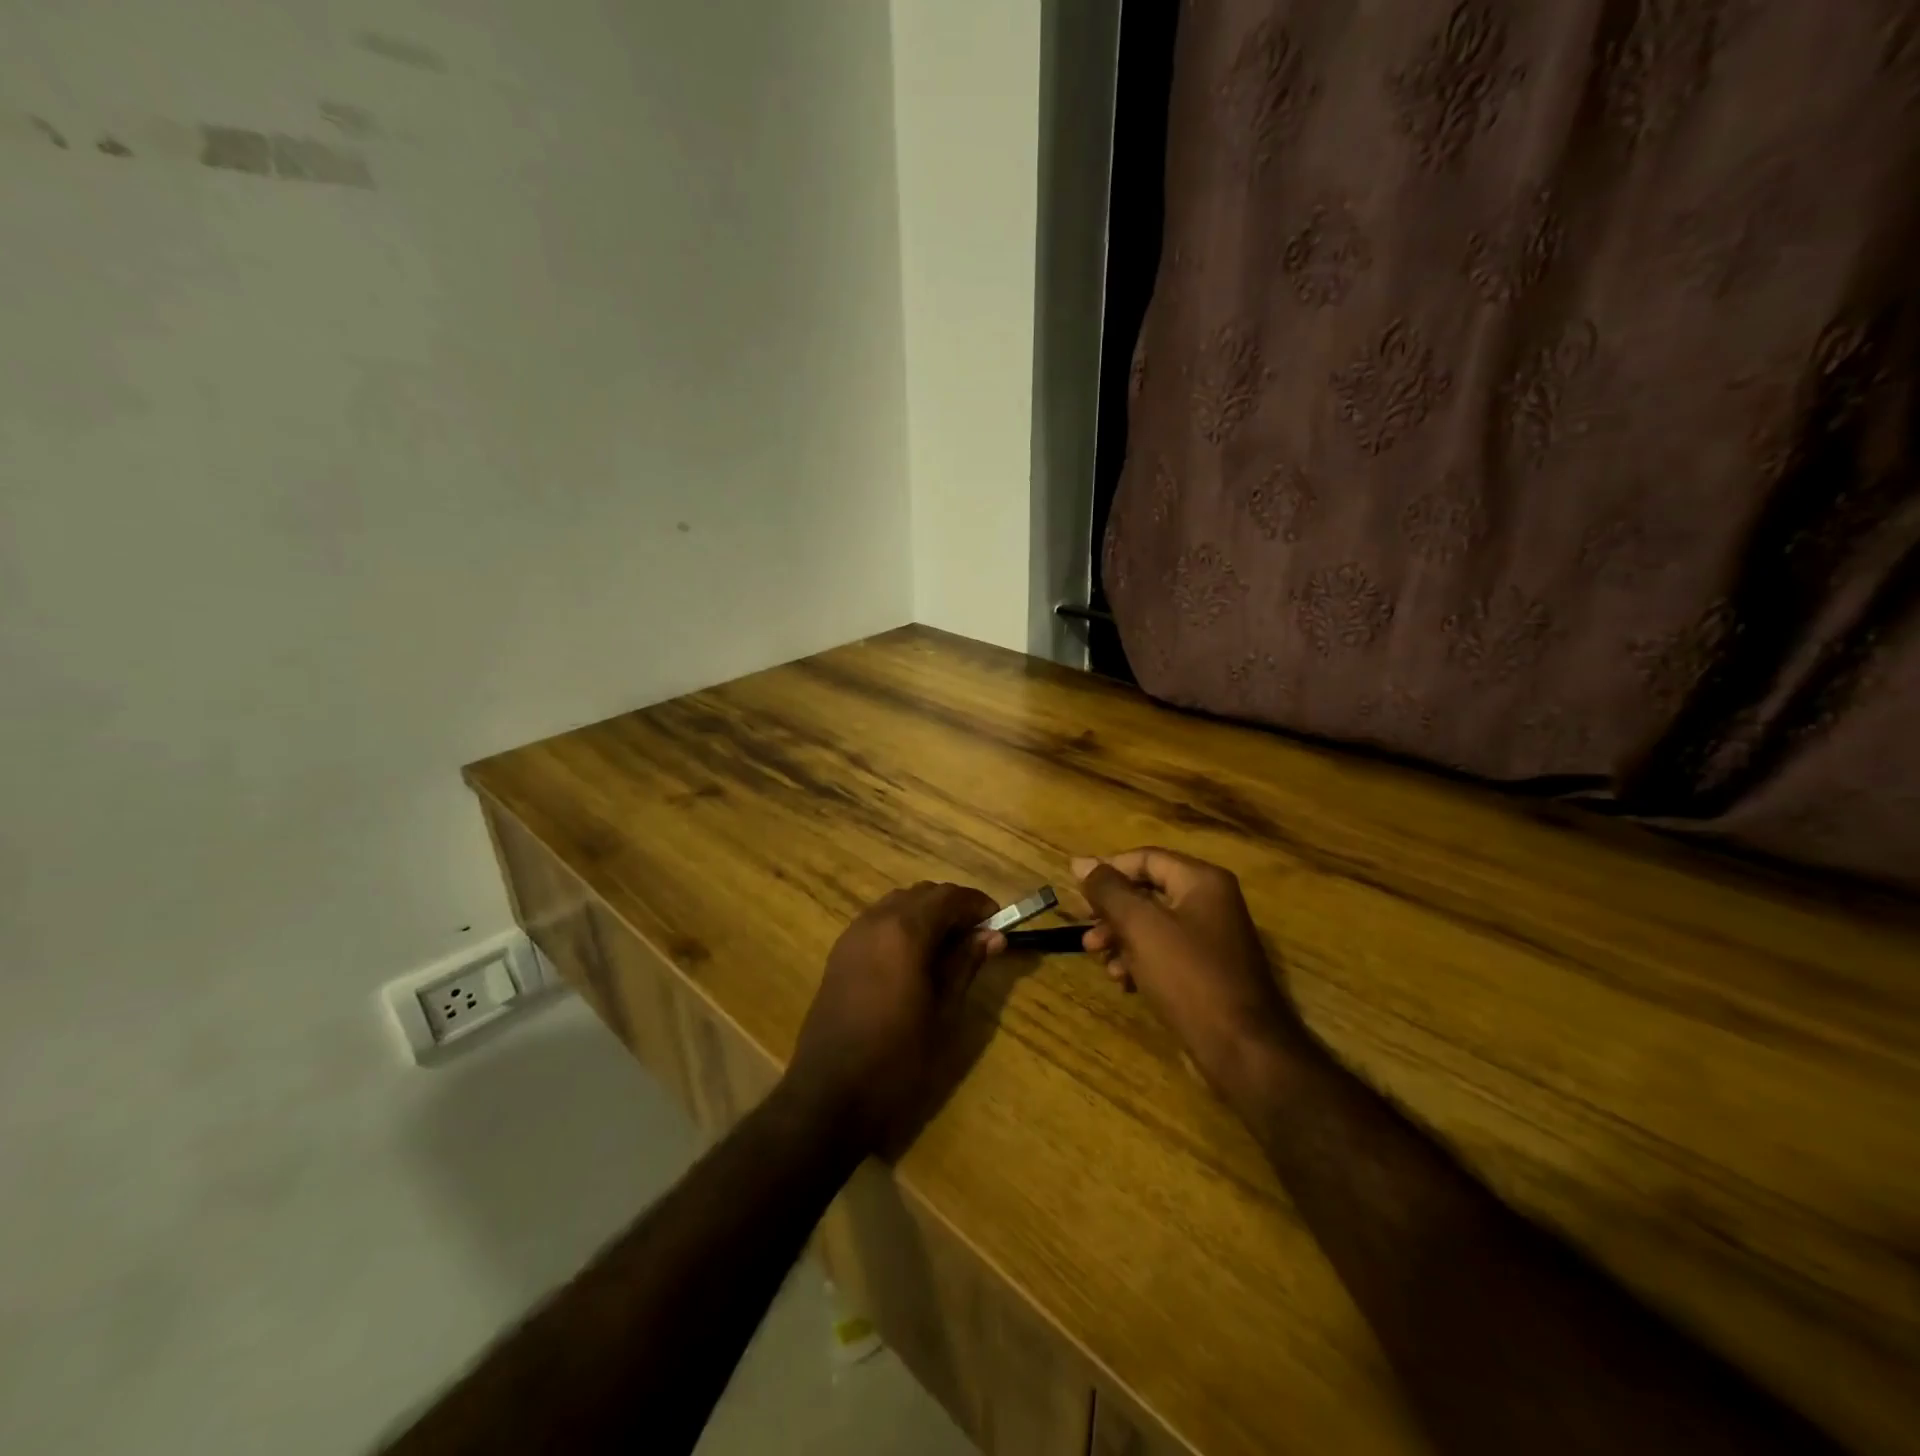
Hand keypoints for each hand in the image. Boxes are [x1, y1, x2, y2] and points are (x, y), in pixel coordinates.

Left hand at [785, 881, 1003, 1155]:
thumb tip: (993, 936)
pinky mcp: (839, 953)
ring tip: (948, 947)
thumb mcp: (943, 1013)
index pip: (950, 896)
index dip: (978, 904)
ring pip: (898, 903)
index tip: (999, 924)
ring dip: (926, 913)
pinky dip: (901, 924)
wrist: (831, 1095)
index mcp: (905, 931)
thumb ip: (966, 965)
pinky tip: (913, 958)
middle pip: (922, 893)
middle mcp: (876, 920)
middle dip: (953, 906)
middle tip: (977, 937)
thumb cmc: (897, 1058)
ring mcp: (853, 934)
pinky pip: (877, 920)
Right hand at [1072, 848, 1308, 1101]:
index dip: (1108, 869)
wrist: (1242, 1049)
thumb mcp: (1140, 926)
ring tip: (1097, 957)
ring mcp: (1212, 938)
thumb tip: (1080, 863)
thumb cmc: (1189, 976)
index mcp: (1201, 881)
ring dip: (1120, 937)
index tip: (1075, 889)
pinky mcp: (1208, 971)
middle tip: (1083, 927)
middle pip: (1147, 891)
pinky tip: (1123, 981)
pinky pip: (1165, 952)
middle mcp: (1210, 902)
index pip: (1145, 858)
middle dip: (1111, 909)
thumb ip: (1108, 890)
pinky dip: (1140, 960)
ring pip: (1153, 925)